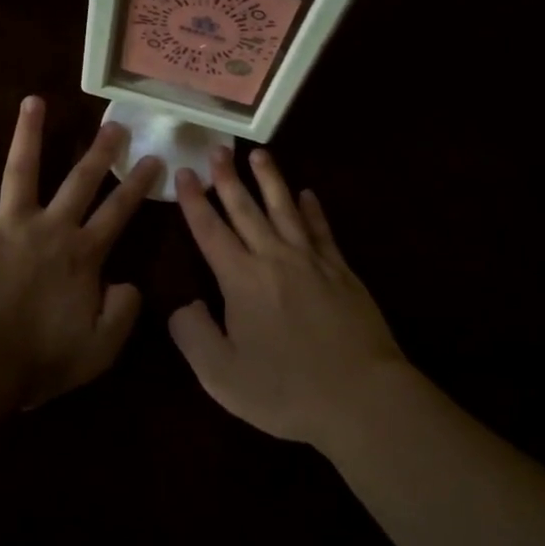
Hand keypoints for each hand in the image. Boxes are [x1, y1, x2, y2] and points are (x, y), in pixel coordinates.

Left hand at [0, 96, 163, 409]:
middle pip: (80, 181)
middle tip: (113, 123)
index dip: (139, 185)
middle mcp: (50, 228)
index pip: (119, 213)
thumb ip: (123, 313)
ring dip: (29, 133)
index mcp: (82, 255)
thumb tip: (129, 283)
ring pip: (22, 169)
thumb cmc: (37, 360)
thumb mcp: (99, 349)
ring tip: (34, 101)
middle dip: (99, 151)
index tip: (154, 159)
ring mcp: (7, 224)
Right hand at [169, 148, 407, 447]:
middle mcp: (274, 258)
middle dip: (228, 178)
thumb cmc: (286, 390)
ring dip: (270, 180)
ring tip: (259, 154)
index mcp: (240, 279)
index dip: (194, 201)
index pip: (210, 230)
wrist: (361, 396)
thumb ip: (193, 335)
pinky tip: (308, 194)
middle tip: (218, 149)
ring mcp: (312, 261)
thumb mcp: (222, 375)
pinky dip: (312, 209)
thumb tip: (183, 304)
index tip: (184, 172)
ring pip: (285, 208)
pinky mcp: (341, 271)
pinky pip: (322, 230)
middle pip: (246, 209)